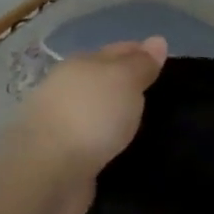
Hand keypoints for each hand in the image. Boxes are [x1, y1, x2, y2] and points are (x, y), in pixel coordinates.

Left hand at [12, 38, 167, 213]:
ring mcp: (65, 125)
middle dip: (130, 85)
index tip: (165, 63)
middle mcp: (69, 91)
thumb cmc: (90, 115)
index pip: (117, 51)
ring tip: (151, 125)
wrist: (48, 172)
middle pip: (105, 81)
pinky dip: (110, 143)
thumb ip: (141, 64)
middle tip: (164, 95)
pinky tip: (127, 149)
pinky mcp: (66, 158)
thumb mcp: (124, 80)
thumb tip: (157, 41)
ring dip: (120, 117)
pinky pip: (97, 143)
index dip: (141, 53)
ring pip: (101, 114)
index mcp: (81, 65)